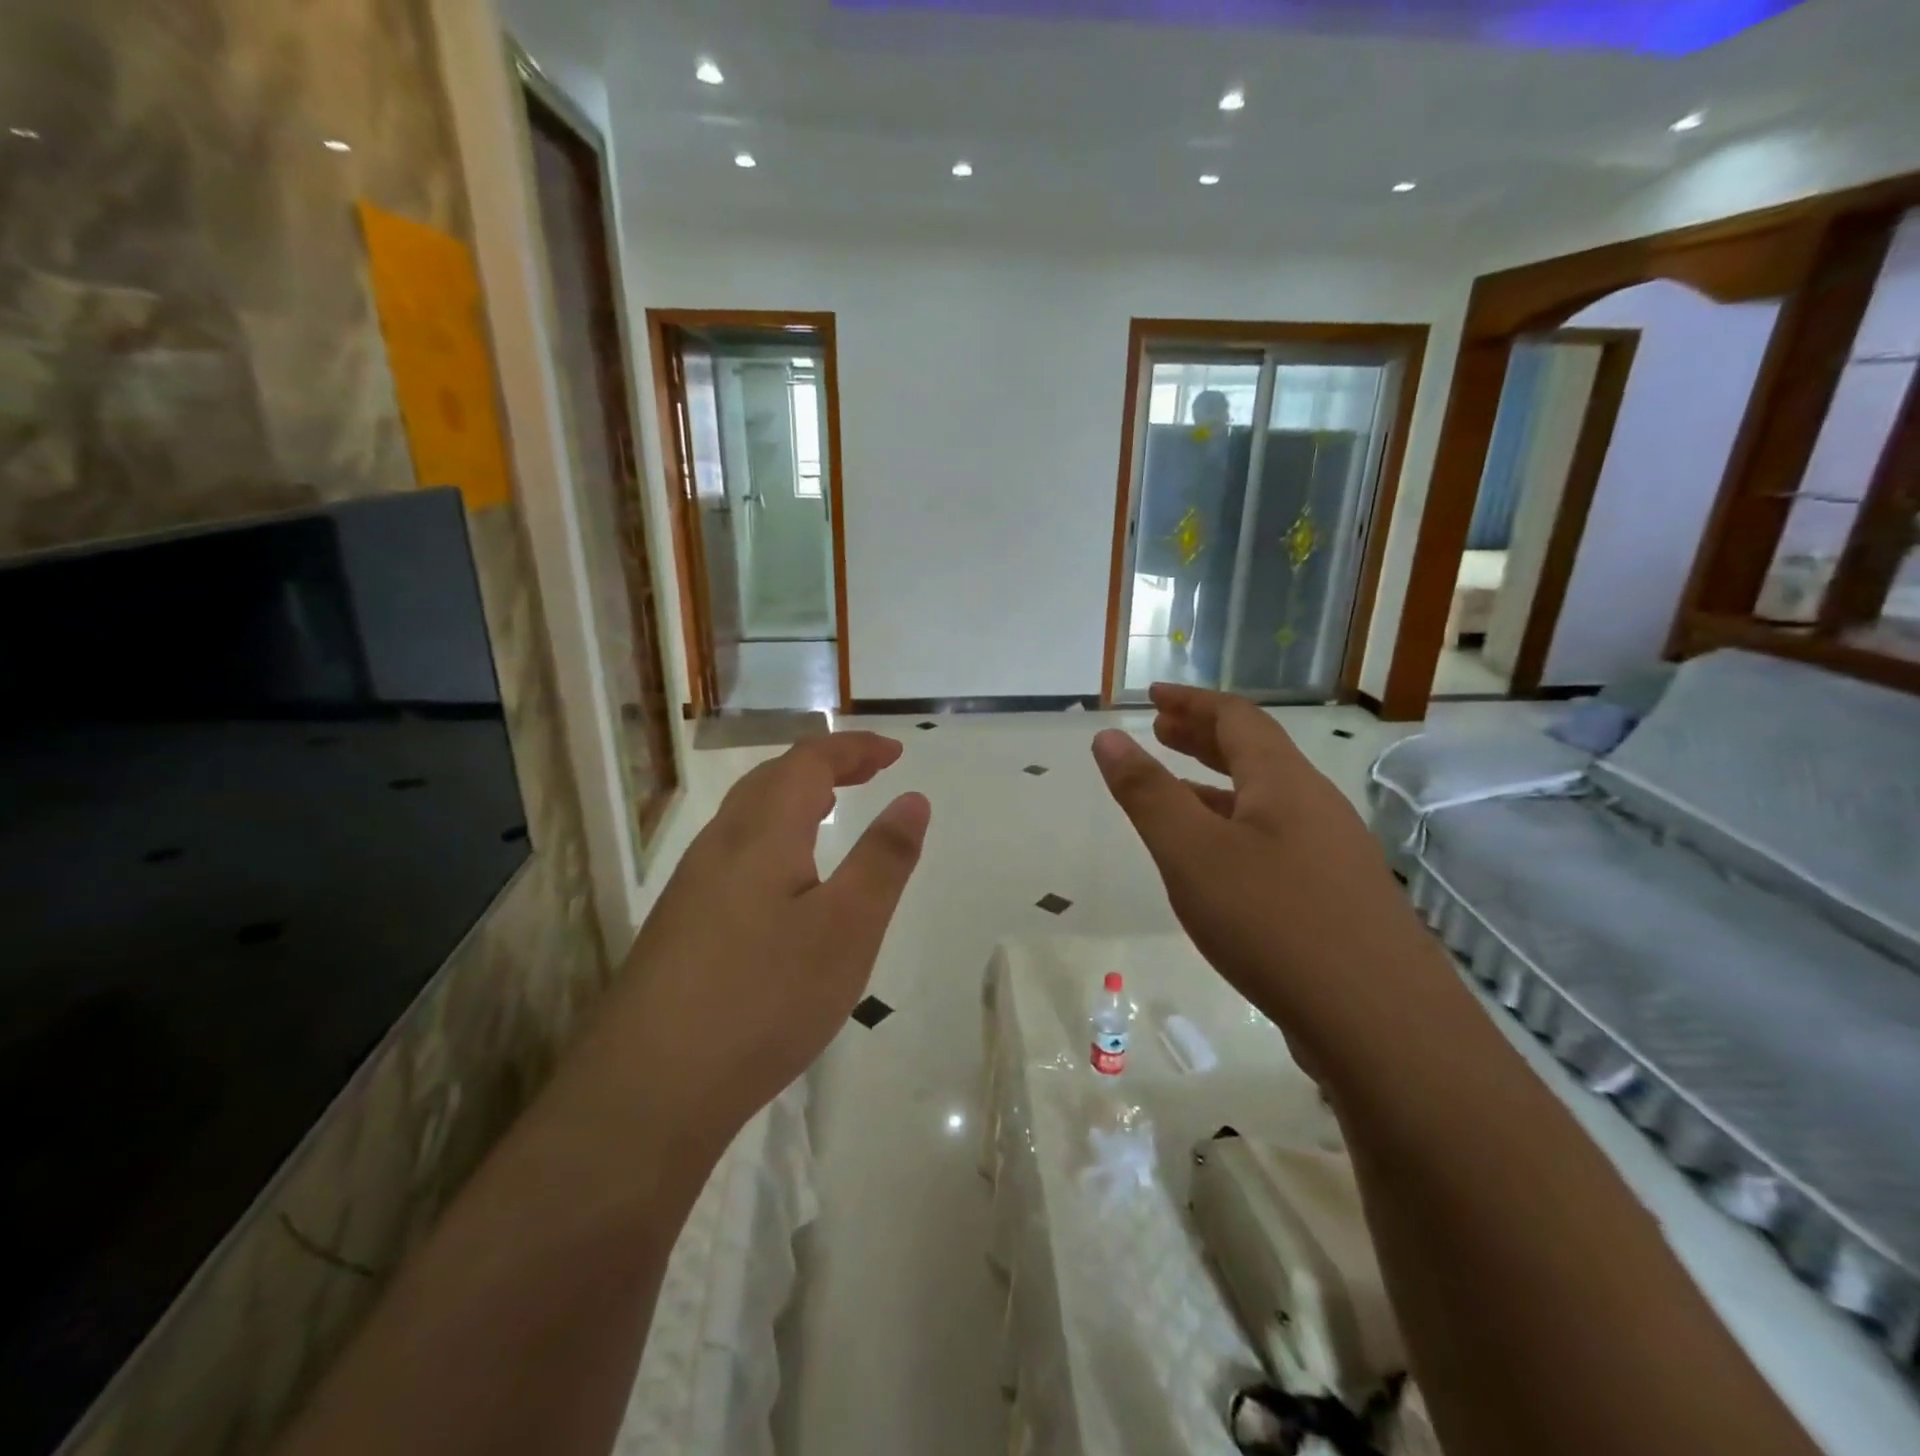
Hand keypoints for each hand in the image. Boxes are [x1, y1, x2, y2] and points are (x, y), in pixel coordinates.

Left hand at [602, 732, 929, 1143]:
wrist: (649, 1087)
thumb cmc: (765, 997)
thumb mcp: (848, 928)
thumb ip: (884, 859)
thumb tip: (912, 798)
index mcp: (762, 832)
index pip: (809, 761)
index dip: (854, 748)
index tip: (896, 752)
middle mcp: (719, 844)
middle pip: (772, 779)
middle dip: (825, 765)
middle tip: (869, 772)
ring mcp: (692, 885)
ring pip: (747, 816)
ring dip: (794, 797)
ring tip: (830, 809)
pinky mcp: (680, 923)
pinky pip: (734, 851)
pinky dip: (773, 835)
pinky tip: (783, 878)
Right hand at [1091, 684, 1422, 1067]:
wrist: (1380, 1024)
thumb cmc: (1273, 922)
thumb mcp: (1192, 853)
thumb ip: (1147, 793)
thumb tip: (1109, 738)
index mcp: (1284, 783)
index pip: (1237, 718)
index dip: (1192, 702)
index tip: (1152, 697)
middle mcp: (1315, 807)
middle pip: (1256, 753)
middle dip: (1204, 736)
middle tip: (1161, 731)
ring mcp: (1332, 854)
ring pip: (1266, 801)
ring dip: (1218, 784)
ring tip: (1177, 790)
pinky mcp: (1336, 898)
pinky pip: (1275, 840)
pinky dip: (1236, 829)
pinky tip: (1217, 863)